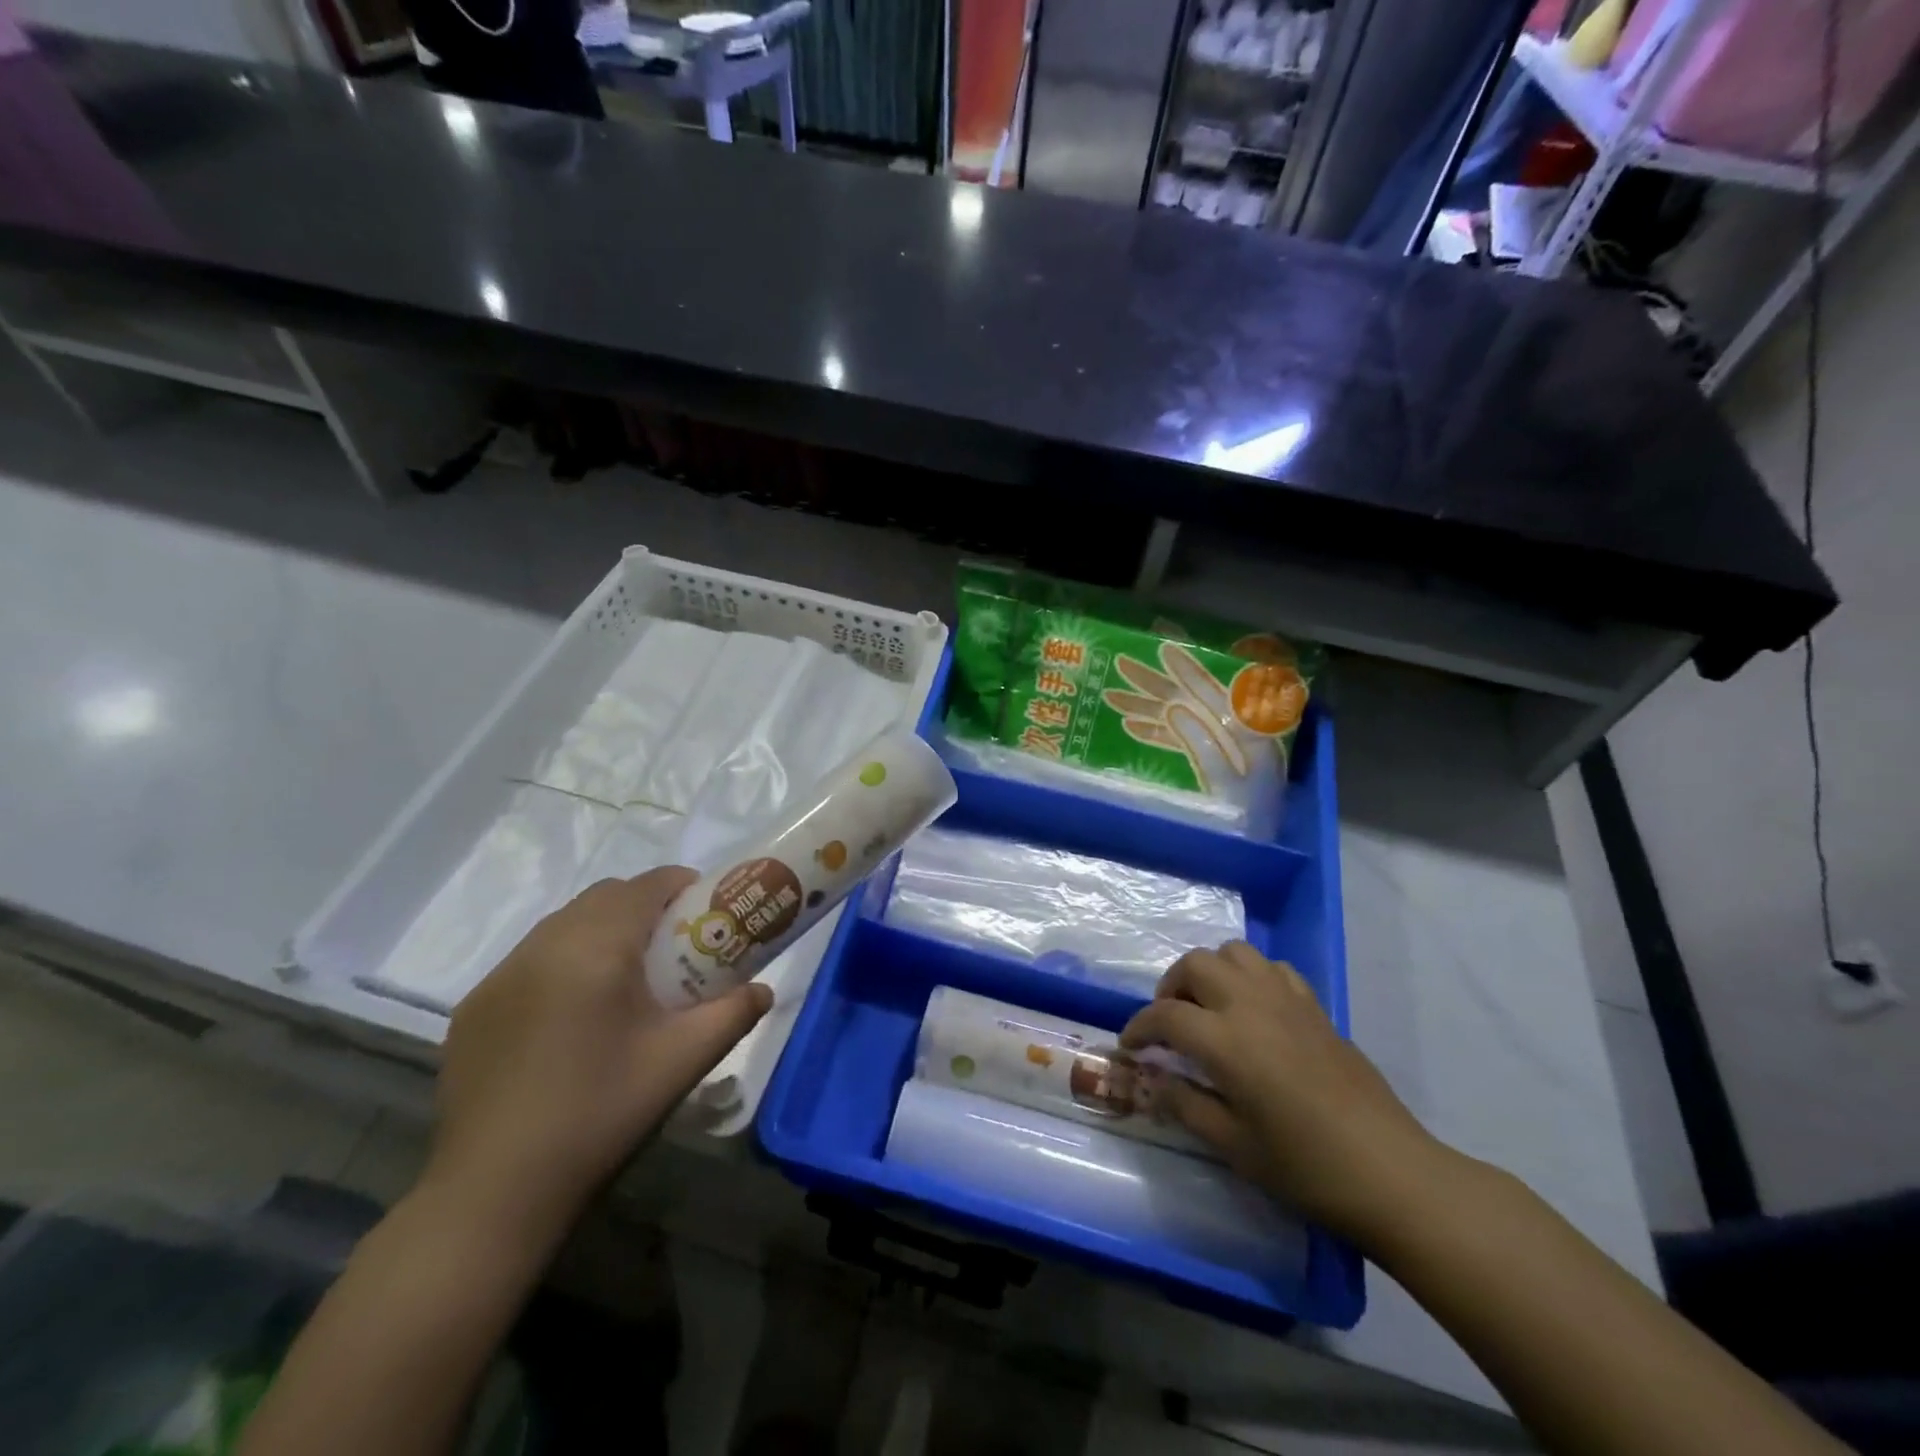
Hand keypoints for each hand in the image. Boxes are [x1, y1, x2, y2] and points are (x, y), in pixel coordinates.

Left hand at [426, 868, 770, 1244]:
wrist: (495, 1192)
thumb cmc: (601, 1113)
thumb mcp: (682, 1061)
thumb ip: (732, 1014)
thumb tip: (763, 990)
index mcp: (596, 947)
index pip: (647, 885)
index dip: (683, 887)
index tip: (705, 915)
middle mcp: (543, 945)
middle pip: (605, 896)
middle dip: (645, 907)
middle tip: (672, 950)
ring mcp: (499, 976)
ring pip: (564, 924)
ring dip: (601, 931)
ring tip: (624, 982)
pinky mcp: (474, 1007)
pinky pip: (530, 959)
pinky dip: (562, 962)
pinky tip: (571, 1017)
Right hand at [1122, 941, 1450, 1243]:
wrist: (1391, 1172)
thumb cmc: (1306, 1168)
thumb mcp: (1234, 1146)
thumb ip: (1184, 1104)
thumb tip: (1152, 1079)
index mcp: (1226, 1041)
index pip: (1165, 1016)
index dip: (1138, 1027)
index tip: (1129, 1046)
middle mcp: (1251, 1005)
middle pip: (1195, 965)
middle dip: (1170, 987)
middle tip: (1168, 1023)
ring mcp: (1287, 1000)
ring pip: (1233, 953)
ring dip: (1210, 972)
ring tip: (1207, 1007)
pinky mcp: (1314, 1006)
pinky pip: (1272, 968)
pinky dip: (1250, 976)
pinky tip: (1253, 1010)